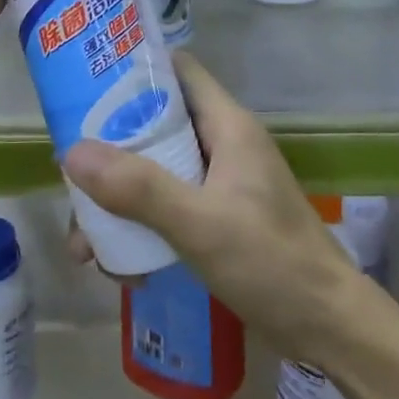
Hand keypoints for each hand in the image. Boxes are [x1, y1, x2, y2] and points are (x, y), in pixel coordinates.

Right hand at [63, 53, 367, 362]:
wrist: (327, 329)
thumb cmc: (270, 262)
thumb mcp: (198, 223)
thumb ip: (138, 188)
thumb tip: (71, 153)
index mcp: (227, 125)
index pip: (179, 71)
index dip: (135, 69)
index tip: (86, 84)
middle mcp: (224, 145)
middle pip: (158, 125)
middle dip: (112, 151)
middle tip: (72, 177)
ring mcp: (223, 183)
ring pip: (158, 172)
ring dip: (120, 200)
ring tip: (84, 243)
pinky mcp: (220, 219)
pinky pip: (169, 208)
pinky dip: (142, 228)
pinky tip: (120, 268)